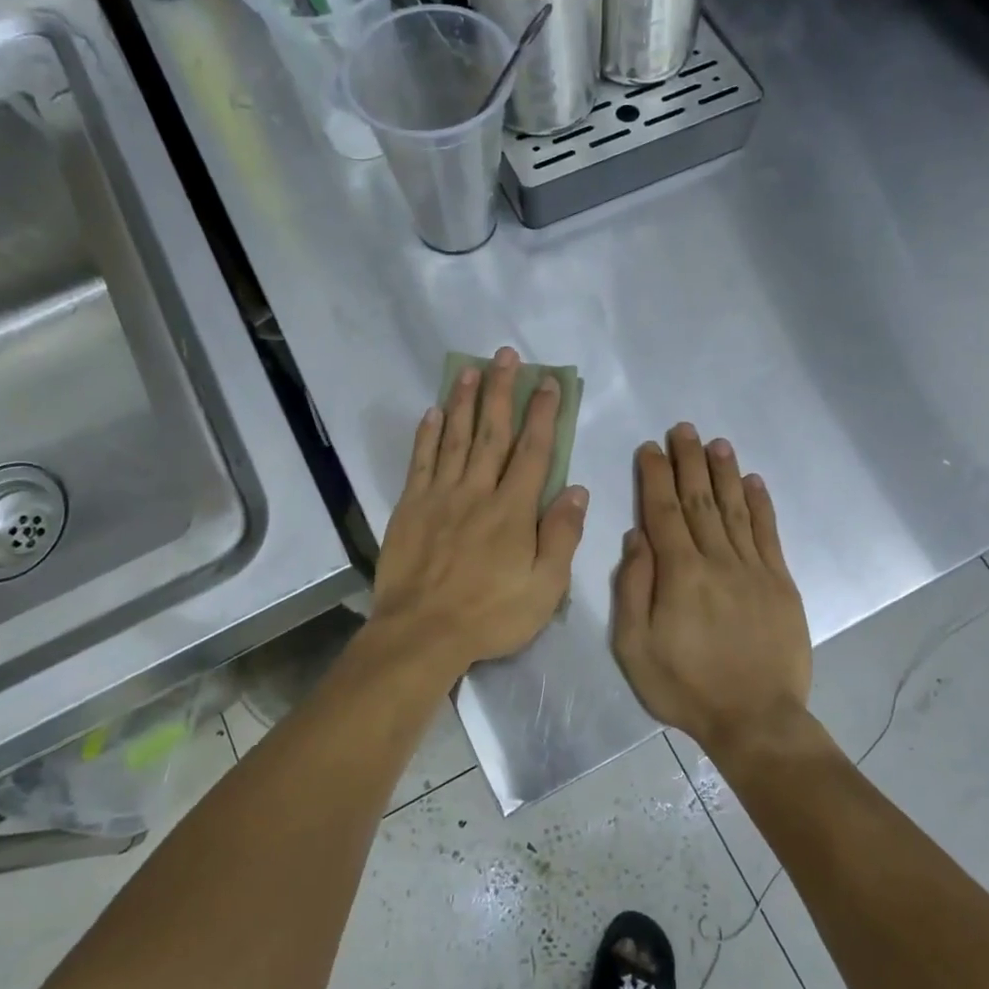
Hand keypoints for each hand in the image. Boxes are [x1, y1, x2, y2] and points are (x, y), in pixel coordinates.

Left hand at [370, 347, 587, 677]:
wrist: (422, 633)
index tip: (548, 383)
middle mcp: (477, 491)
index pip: (533, 451)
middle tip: (505, 355)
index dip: (542, 414)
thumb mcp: (545, 587)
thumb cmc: (491, 615)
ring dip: (463, 400)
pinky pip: (420, 462)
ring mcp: (440, 496)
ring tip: (469, 368)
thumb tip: (578, 490)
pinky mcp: (410, 507)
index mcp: (513, 510)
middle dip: (501, 391)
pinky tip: (432, 412)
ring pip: (454, 437)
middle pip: (492, 432)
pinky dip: (426, 435)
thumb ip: (562, 536)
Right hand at [611, 425, 810, 753]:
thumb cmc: (686, 687)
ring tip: (716, 442)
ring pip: (735, 509)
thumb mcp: (635, 647)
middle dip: (689, 462)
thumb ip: (633, 588)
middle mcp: (717, 560)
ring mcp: (754, 570)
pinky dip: (761, 505)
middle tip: (683, 428)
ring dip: (724, 473)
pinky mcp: (780, 584)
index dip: (655, 476)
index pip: (663, 512)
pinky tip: (754, 482)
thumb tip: (636, 537)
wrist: (756, 719)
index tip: (650, 448)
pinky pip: (768, 535)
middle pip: (700, 500)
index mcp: (680, 574)